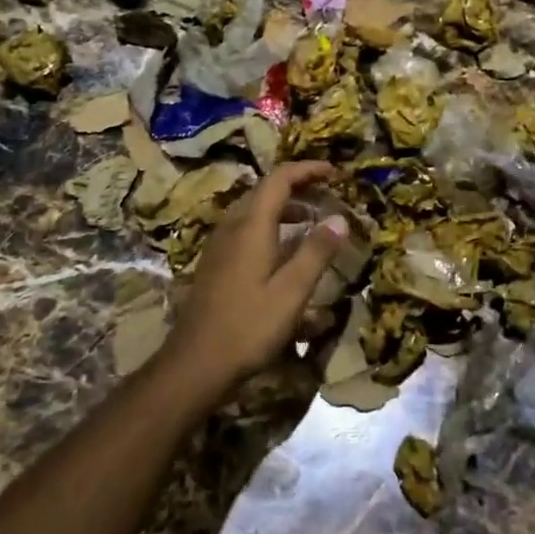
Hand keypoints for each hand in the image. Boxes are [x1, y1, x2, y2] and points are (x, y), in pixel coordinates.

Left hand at [164, 161, 349, 387]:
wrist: (195, 363)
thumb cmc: (248, 327)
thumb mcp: (291, 292)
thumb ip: (316, 252)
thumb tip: (339, 219)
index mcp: (251, 226)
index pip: (279, 179)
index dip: (307, 170)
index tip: (334, 172)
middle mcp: (231, 226)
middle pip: (265, 191)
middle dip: (297, 186)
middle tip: (327, 192)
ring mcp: (219, 245)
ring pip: (253, 211)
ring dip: (284, 207)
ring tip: (311, 218)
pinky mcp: (215, 263)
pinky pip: (245, 229)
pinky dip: (270, 226)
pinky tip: (283, 250)